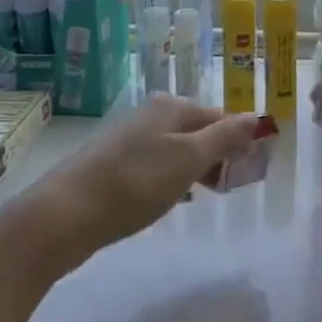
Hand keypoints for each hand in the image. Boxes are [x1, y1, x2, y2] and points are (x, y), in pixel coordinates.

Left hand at [28, 96, 264, 259]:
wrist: (65, 214)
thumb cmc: (135, 183)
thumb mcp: (189, 159)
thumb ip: (224, 137)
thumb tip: (256, 117)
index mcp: (171, 107)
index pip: (220, 116)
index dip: (239, 140)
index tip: (252, 169)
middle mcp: (150, 115)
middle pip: (197, 131)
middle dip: (218, 155)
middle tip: (231, 186)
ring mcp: (129, 140)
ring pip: (176, 149)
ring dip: (195, 169)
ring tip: (206, 195)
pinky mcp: (113, 166)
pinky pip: (155, 166)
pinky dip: (171, 179)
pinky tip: (172, 199)